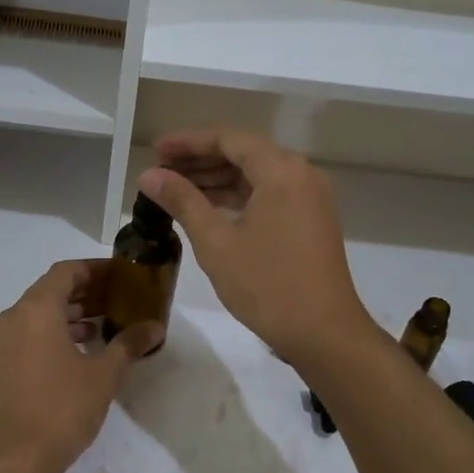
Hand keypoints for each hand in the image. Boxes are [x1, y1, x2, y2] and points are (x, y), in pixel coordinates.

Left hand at [0, 260, 163, 472]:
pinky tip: (86, 348)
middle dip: (88, 291)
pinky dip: (58, 332)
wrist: (12, 458)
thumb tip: (155, 326)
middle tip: (122, 297)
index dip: (96, 269)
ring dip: (74, 313)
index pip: (66, 271)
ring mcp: (4, 341)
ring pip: (42, 313)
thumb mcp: (103, 375)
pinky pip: (33, 333)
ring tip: (109, 322)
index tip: (123, 274)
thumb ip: (129, 344)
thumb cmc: (60, 408)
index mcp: (36, 309)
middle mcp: (15, 317)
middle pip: (53, 290)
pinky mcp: (3, 364)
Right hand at [139, 130, 370, 366]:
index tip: (155, 151)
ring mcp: (309, 198)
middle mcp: (301, 174)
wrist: (323, 333)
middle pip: (244, 153)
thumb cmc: (267, 285)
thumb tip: (149, 175)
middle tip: (160, 171)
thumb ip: (182, 201)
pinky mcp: (311, 220)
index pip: (228, 139)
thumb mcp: (216, 242)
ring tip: (175, 190)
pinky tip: (207, 209)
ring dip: (217, 179)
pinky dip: (238, 197)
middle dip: (200, 160)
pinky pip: (269, 194)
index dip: (188, 142)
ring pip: (256, 175)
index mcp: (281, 170)